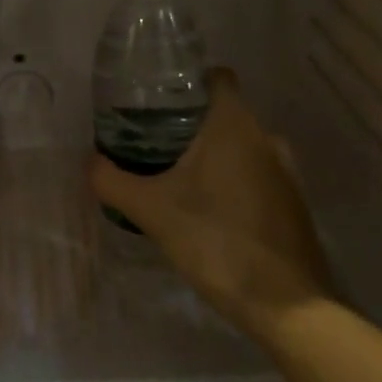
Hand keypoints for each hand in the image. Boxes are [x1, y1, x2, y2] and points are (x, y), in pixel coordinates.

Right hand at [92, 68, 332, 342]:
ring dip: (212, 152)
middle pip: (224, 110)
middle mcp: (265, 137)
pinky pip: (256, 172)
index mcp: (234, 125)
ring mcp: (285, 170)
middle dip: (190, 121)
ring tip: (176, 176)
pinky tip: (208, 209)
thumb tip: (89, 162)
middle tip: (152, 142)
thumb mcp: (151, 211)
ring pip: (241, 144)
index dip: (187, 81)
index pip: (217, 76)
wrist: (286, 304)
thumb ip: (113, 181)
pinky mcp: (292, 201)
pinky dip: (232, 179)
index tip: (157, 101)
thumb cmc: (216, 241)